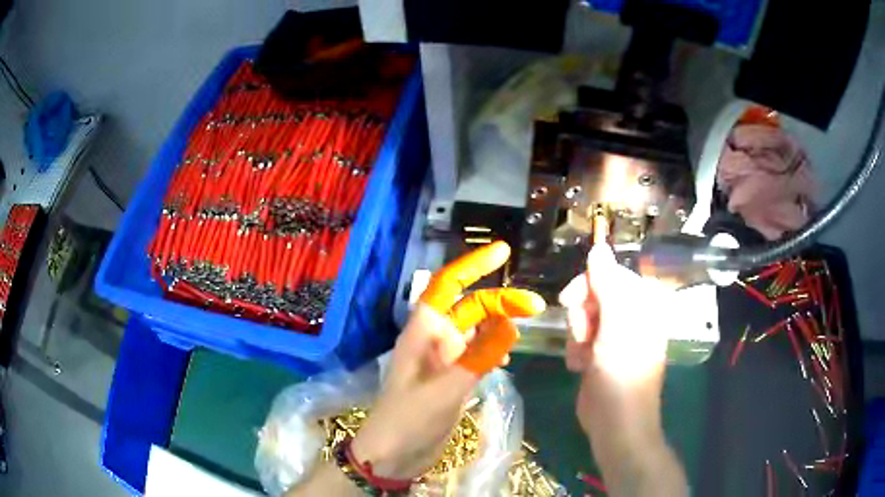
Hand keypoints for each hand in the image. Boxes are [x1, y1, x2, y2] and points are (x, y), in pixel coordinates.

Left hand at [351, 241, 545, 479]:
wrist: (392, 455)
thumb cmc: (409, 418)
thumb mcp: (447, 388)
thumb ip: (480, 357)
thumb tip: (512, 326)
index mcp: (424, 331)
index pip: (448, 285)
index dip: (473, 265)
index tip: (504, 252)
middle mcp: (434, 338)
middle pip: (470, 307)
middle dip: (500, 302)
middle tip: (535, 307)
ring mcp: (443, 360)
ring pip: (476, 331)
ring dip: (499, 326)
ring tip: (523, 331)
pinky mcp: (451, 379)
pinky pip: (478, 354)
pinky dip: (494, 351)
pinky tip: (506, 360)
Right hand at [559, 243, 687, 495]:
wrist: (615, 423)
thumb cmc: (622, 373)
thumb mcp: (616, 324)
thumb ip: (607, 284)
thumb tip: (598, 247)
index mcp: (642, 304)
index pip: (610, 274)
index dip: (587, 284)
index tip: (570, 300)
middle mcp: (630, 316)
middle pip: (594, 294)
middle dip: (581, 315)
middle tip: (582, 335)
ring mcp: (614, 336)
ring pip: (583, 317)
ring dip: (576, 336)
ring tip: (583, 357)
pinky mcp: (599, 353)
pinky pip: (580, 337)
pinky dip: (576, 350)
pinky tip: (580, 366)